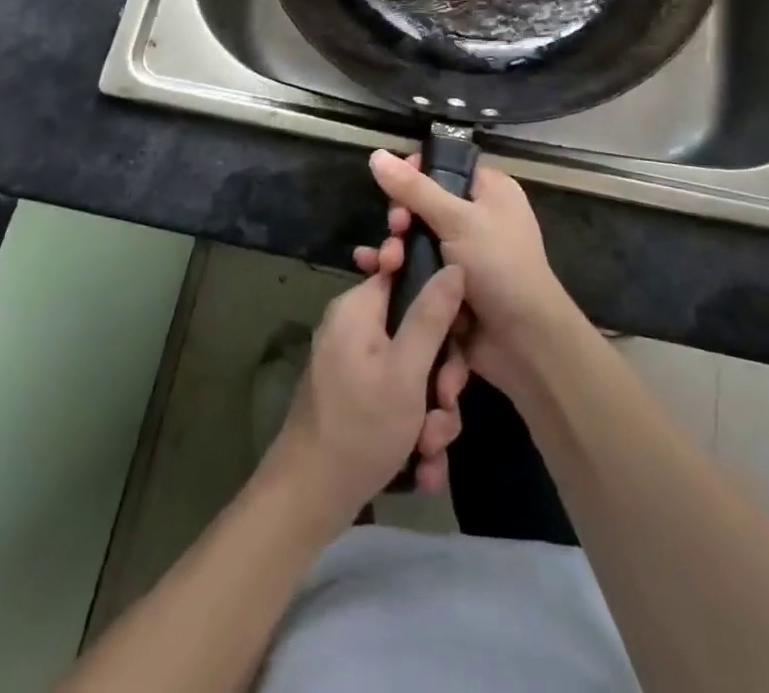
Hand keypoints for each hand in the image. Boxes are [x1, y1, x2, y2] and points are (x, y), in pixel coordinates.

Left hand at [265, 265, 469, 525]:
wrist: (308, 501)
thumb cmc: (360, 427)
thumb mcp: (406, 370)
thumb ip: (432, 316)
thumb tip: (454, 266)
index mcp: (359, 308)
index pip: (407, 276)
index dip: (440, 301)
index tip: (459, 335)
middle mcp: (355, 329)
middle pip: (418, 332)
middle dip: (440, 377)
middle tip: (444, 404)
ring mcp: (356, 367)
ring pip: (414, 374)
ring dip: (431, 414)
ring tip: (430, 449)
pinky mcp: (358, 400)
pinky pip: (398, 400)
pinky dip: (413, 431)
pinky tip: (422, 467)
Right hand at [357, 150, 583, 397]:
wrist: (523, 343)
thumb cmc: (499, 266)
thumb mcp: (458, 220)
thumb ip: (414, 189)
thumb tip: (376, 154)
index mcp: (489, 191)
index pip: (446, 166)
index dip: (417, 171)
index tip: (394, 183)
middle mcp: (476, 218)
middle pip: (424, 203)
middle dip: (402, 215)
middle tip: (396, 227)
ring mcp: (460, 254)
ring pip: (415, 238)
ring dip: (395, 246)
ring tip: (387, 261)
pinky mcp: (446, 285)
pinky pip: (414, 267)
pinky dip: (394, 268)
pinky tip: (370, 269)